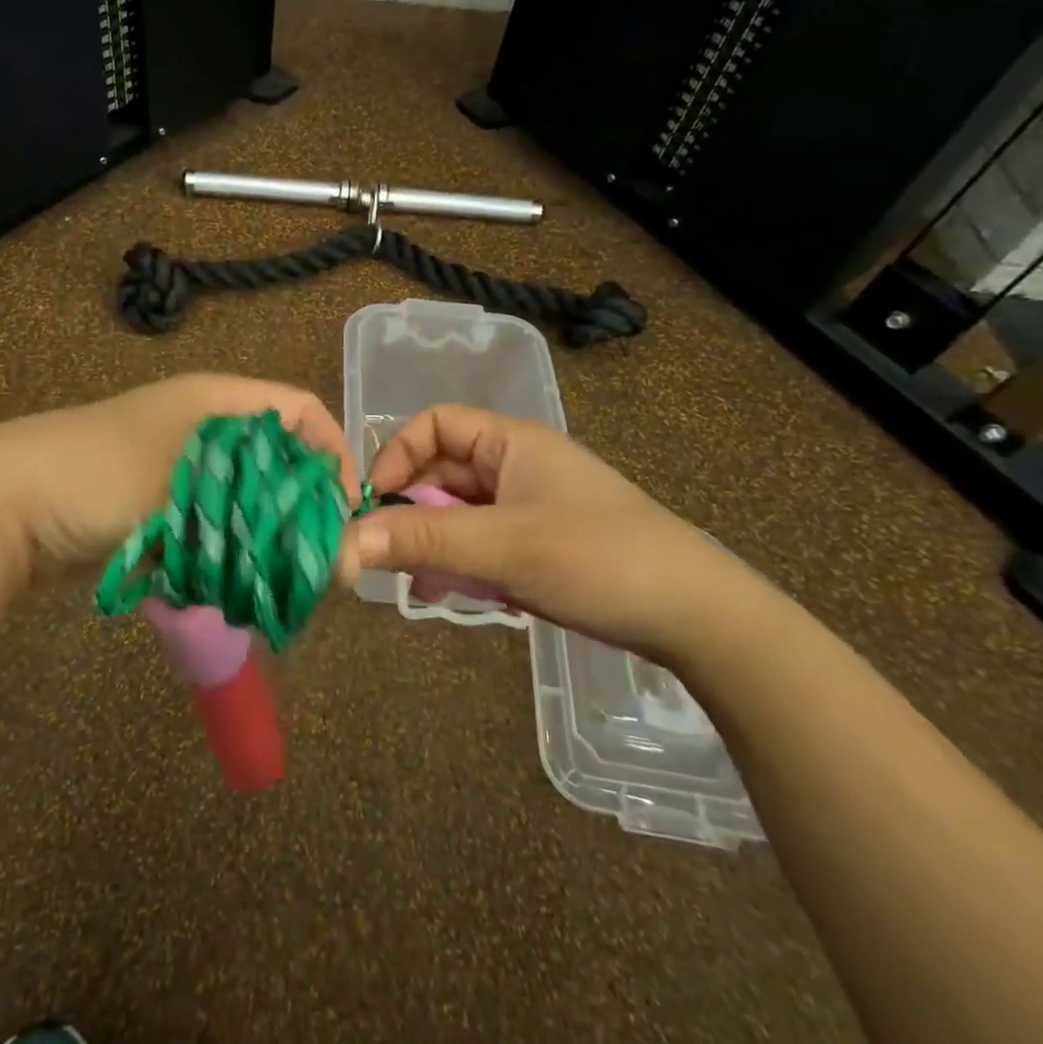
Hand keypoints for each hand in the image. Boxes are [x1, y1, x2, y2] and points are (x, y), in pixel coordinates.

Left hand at [0, 374, 359, 589]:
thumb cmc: (102, 477)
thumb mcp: (191, 495)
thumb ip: (272, 525)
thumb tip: (347, 563)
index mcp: (215, 398)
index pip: (301, 410)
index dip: (333, 453)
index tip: (346, 513)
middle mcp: (200, 422)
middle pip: (275, 455)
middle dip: (300, 504)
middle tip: (315, 560)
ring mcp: (171, 462)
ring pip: (242, 493)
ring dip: (261, 532)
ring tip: (274, 576)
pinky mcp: (150, 501)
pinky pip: (207, 519)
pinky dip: (222, 547)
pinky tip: (226, 581)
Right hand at [349, 404, 767, 659]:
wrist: (699, 619)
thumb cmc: (599, 558)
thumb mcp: (504, 546)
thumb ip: (423, 541)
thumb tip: (343, 541)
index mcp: (511, 442)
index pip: (434, 424)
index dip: (397, 454)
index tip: (373, 501)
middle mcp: (516, 466)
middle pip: (441, 472)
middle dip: (410, 509)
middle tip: (385, 552)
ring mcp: (528, 508)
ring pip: (457, 513)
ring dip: (432, 542)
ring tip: (419, 581)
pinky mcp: (538, 547)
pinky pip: (481, 544)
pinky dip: (460, 565)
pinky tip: (452, 595)